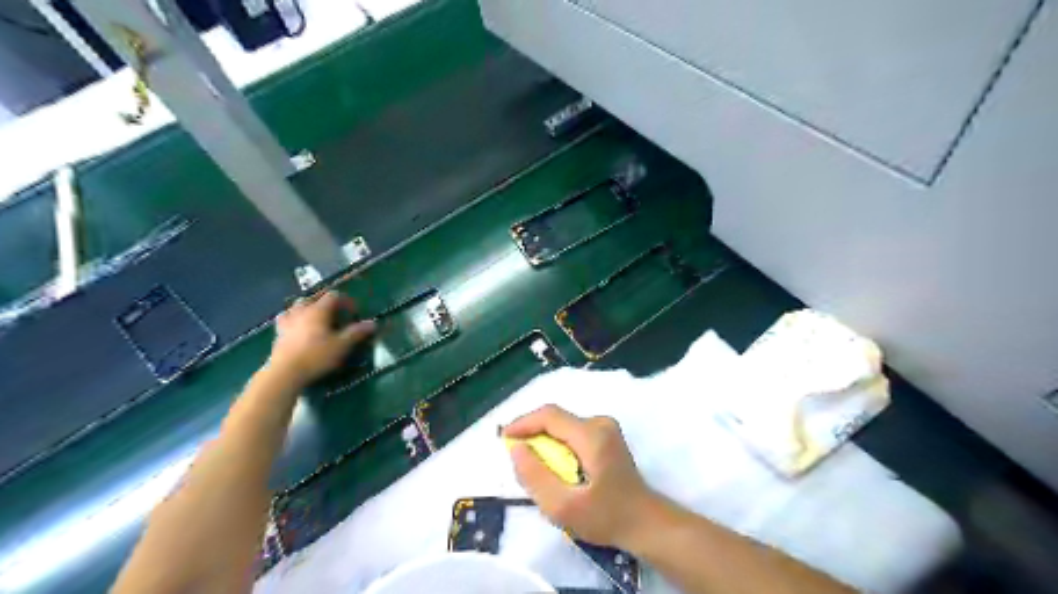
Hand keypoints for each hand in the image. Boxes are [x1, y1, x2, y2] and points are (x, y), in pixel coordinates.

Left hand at [270, 290, 376, 384]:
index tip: (353, 313)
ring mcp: (288, 321)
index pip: (333, 296)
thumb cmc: (316, 356)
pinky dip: (293, 318)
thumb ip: (356, 333)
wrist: (285, 372)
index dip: (345, 301)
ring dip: (307, 308)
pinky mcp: (278, 333)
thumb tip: (373, 323)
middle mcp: (302, 311)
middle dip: (325, 303)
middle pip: (313, 298)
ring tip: (315, 318)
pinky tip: (297, 326)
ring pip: (297, 306)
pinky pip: (285, 318)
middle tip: (335, 315)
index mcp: (318, 310)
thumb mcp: (342, 346)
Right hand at [502, 406, 659, 549]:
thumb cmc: (606, 517)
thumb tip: (516, 448)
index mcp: (592, 435)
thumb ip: (535, 477)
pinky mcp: (606, 436)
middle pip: (555, 419)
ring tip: (534, 466)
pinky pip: (571, 432)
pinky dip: (556, 445)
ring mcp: (605, 427)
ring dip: (543, 440)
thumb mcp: (563, 507)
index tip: (504, 440)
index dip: (523, 423)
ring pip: (562, 426)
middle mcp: (599, 423)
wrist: (645, 523)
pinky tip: (554, 467)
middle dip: (532, 434)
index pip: (549, 415)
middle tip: (517, 458)